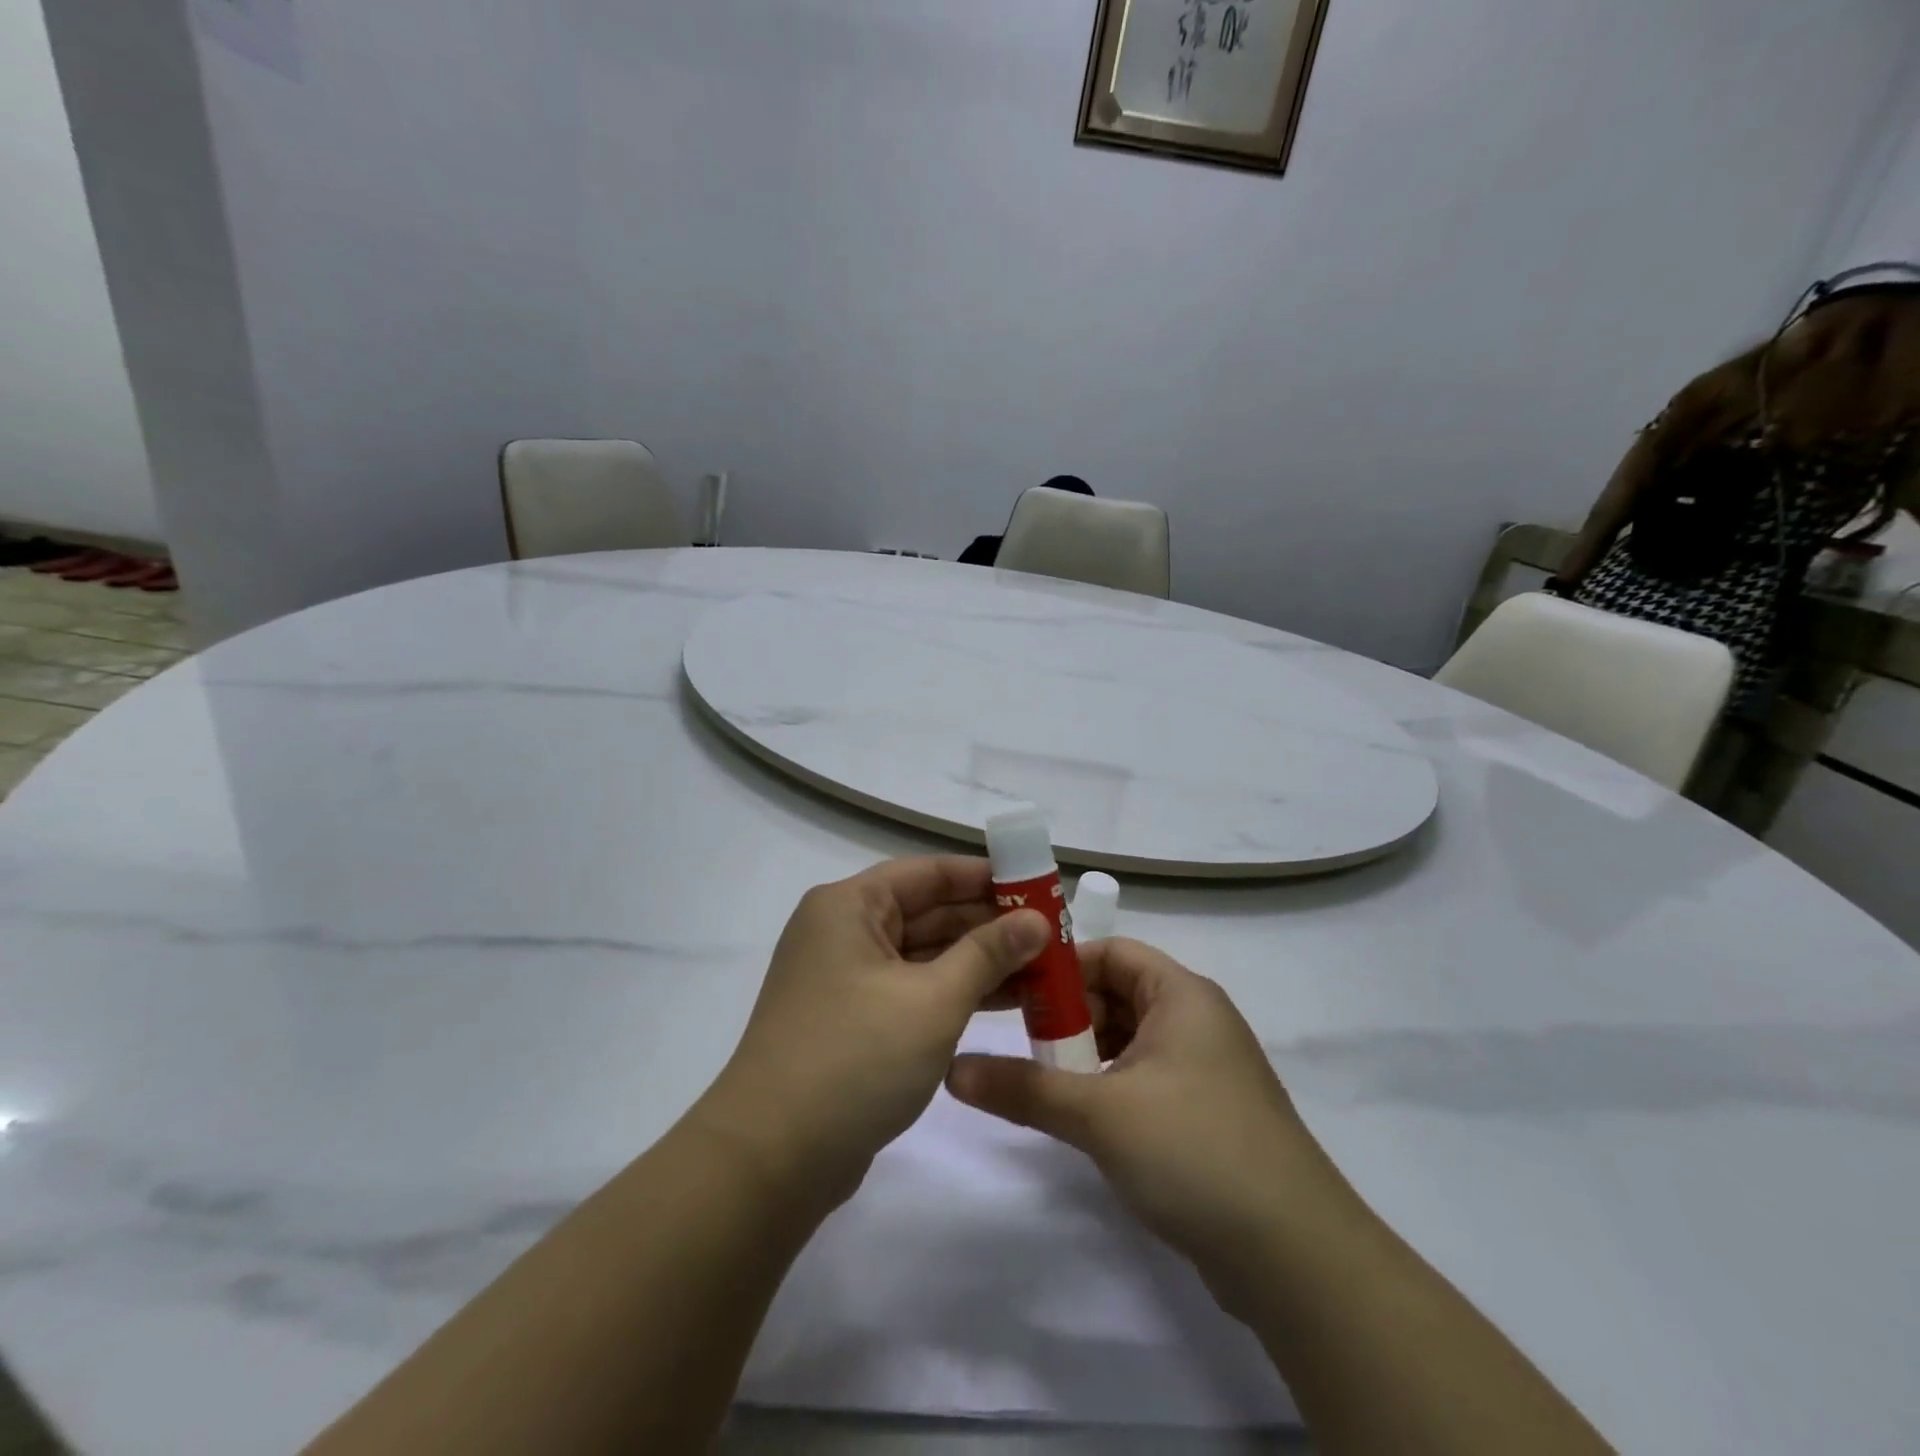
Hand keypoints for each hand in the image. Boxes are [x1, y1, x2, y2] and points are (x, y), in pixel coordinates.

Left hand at [694, 856, 1048, 1212]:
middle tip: (1052, 934)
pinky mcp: (852, 1022)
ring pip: (923, 955)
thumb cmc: (855, 1057)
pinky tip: (1004, 1001)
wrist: (773, 1159)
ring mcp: (845, 979)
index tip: (1038, 889)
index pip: (928, 873)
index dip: (985, 877)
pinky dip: (953, 992)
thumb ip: (988, 953)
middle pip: (927, 912)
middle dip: (988, 923)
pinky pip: (912, 990)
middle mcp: (843, 932)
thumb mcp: (933, 1000)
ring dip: (978, 961)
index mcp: (849, 907)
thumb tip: (1038, 921)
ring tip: (1042, 969)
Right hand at [947, 938, 1347, 1301]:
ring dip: (1085, 1056)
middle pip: (1118, 994)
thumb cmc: (1194, 1150)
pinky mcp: (1207, 1115)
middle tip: (1018, 1042)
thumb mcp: (1099, 1113)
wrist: (1296, 1257)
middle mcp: (1197, 1020)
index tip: (1014, 992)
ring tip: (1040, 1081)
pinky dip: (1110, 1086)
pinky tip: (1082, 1117)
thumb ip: (1023, 1088)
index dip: (1062, 966)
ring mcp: (1206, 1070)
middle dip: (1067, 1015)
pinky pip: (1146, 1079)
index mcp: (1181, 995)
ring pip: (1130, 1040)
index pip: (1111, 952)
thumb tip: (952, 1069)